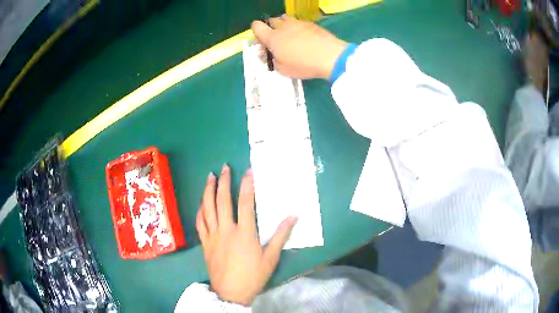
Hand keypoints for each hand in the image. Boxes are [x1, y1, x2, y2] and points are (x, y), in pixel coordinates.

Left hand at [196, 165, 297, 305]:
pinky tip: (201, 203)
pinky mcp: (205, 243)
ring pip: (207, 208)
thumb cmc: (253, 276)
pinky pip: (199, 223)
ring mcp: (212, 236)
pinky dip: (200, 210)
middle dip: (224, 182)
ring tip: (210, 177)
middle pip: (222, 201)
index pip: (245, 203)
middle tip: (224, 167)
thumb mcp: (271, 258)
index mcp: (244, 233)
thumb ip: (281, 236)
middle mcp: (226, 230)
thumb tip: (293, 216)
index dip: (247, 185)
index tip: (248, 171)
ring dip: (208, 191)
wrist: (231, 292)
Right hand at [251, 15, 347, 79]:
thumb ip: (274, 60)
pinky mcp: (311, 24)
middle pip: (271, 20)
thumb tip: (274, 54)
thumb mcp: (283, 70)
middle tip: (278, 40)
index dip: (257, 32)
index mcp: (273, 38)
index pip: (256, 26)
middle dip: (271, 28)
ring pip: (286, 19)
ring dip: (285, 25)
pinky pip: (299, 22)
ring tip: (291, 36)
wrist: (330, 56)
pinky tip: (306, 38)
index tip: (263, 41)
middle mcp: (283, 27)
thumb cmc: (303, 65)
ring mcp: (298, 23)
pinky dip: (299, 28)